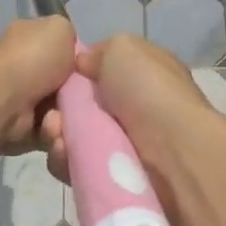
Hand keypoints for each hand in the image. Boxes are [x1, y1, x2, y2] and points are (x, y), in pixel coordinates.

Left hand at [0, 16, 76, 151]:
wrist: (2, 100)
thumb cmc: (33, 59)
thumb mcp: (60, 29)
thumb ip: (70, 34)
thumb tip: (71, 50)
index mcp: (29, 40)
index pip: (61, 49)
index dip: (79, 61)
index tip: (89, 70)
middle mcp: (23, 68)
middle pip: (66, 84)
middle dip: (78, 94)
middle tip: (84, 98)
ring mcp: (20, 99)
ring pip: (61, 111)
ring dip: (66, 116)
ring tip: (60, 115)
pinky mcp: (21, 128)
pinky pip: (51, 133)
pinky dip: (54, 133)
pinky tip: (51, 128)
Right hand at [38, 33, 220, 183]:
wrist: (173, 151)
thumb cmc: (149, 90)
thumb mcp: (123, 48)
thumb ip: (98, 53)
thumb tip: (81, 66)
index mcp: (140, 75)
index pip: (96, 72)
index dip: (72, 74)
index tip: (55, 77)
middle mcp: (131, 109)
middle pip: (78, 107)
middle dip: (58, 109)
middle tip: (52, 114)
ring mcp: (121, 144)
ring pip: (72, 137)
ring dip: (57, 134)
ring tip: (56, 134)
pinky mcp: (110, 177)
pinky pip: (75, 167)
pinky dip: (64, 160)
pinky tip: (64, 153)